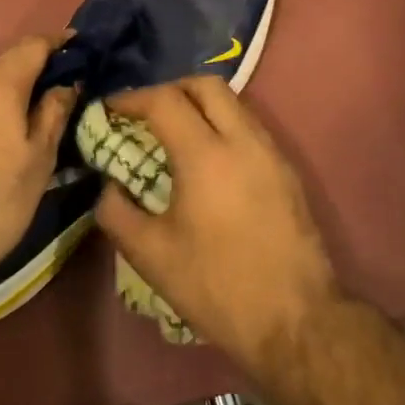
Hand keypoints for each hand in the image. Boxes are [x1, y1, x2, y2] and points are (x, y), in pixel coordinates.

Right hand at [93, 76, 341, 364]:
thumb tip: (108, 185)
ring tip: (173, 135)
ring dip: (199, 105)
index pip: (164, 101)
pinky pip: (249, 126)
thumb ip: (116, 211)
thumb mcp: (151, 255)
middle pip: (205, 85)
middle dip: (169, 89)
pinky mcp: (287, 170)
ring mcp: (271, 152)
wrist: (296, 320)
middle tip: (144, 113)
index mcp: (206, 155)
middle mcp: (243, 140)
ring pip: (233, 102)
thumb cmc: (217, 286)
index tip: (109, 109)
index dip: (131, 98)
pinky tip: (207, 160)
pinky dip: (222, 125)